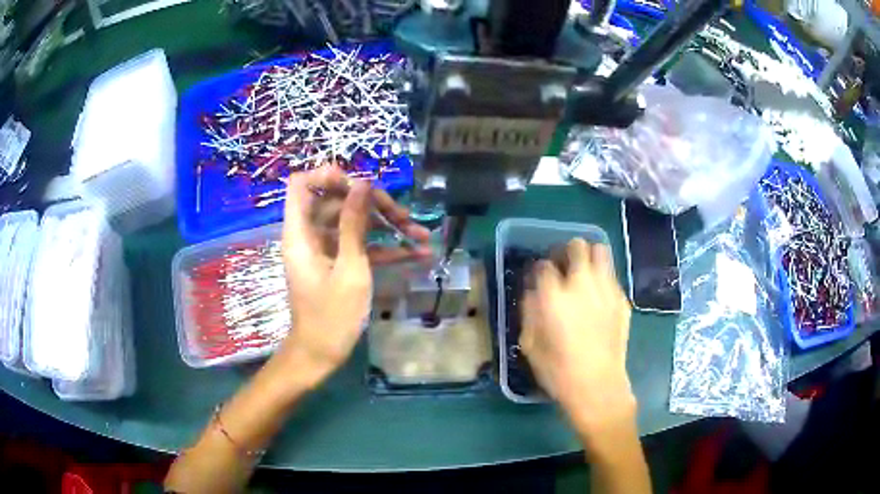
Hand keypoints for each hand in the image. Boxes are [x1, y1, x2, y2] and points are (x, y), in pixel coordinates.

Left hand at [276, 166, 430, 388]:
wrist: (321, 354)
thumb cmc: (332, 315)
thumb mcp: (349, 268)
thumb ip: (354, 224)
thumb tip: (362, 184)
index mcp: (301, 232)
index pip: (302, 184)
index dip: (328, 176)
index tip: (359, 185)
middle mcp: (310, 235)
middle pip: (337, 202)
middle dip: (373, 206)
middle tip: (405, 218)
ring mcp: (325, 249)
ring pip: (354, 223)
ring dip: (387, 227)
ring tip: (421, 237)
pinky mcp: (338, 263)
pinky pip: (359, 245)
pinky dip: (384, 248)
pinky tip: (417, 254)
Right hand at [520, 239, 634, 436]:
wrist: (598, 386)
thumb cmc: (558, 370)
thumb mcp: (529, 344)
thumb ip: (529, 311)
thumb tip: (533, 292)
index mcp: (554, 296)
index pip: (543, 265)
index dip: (539, 270)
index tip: (539, 279)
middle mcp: (581, 284)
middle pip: (576, 246)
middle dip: (566, 252)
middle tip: (563, 267)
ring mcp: (606, 289)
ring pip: (600, 251)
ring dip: (588, 257)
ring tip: (583, 273)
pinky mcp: (622, 299)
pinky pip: (612, 276)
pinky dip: (603, 278)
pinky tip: (598, 297)